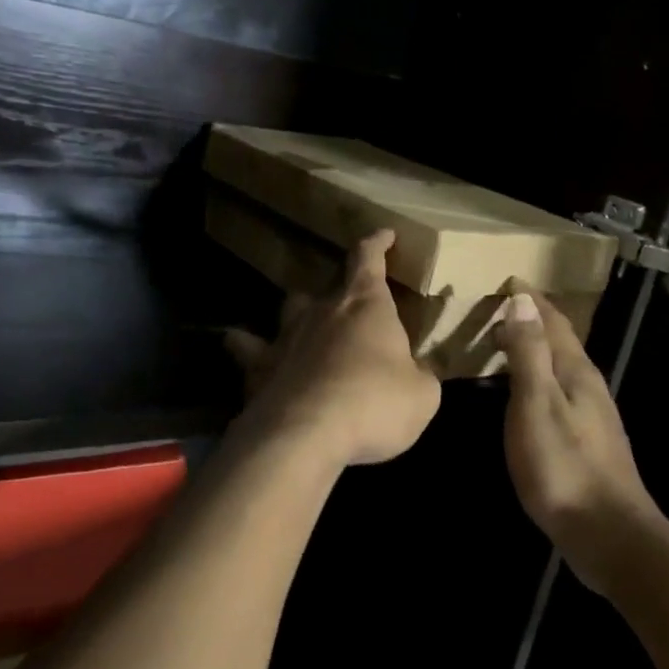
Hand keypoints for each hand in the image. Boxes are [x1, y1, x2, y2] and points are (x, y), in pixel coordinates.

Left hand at [225, 231, 441, 468]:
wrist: (304, 434)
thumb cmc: (373, 405)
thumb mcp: (421, 396)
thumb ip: (420, 377)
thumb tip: (416, 373)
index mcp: (366, 306)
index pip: (369, 259)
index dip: (377, 244)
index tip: (384, 235)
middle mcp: (322, 311)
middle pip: (329, 287)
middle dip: (342, 294)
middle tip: (353, 311)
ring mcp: (285, 336)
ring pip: (289, 309)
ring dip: (299, 314)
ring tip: (305, 328)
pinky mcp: (257, 367)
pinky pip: (247, 348)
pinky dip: (247, 348)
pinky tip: (247, 355)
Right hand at [495, 286, 664, 592]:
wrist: (607, 532)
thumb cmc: (563, 467)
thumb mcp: (536, 405)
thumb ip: (529, 354)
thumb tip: (523, 302)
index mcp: (576, 372)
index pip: (553, 322)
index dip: (531, 300)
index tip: (509, 279)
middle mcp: (588, 386)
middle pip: (560, 341)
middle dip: (533, 319)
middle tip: (500, 308)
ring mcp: (591, 414)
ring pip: (560, 366)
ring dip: (535, 348)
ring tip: (506, 342)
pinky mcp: (587, 439)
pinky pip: (559, 390)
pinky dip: (538, 376)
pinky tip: (526, 392)